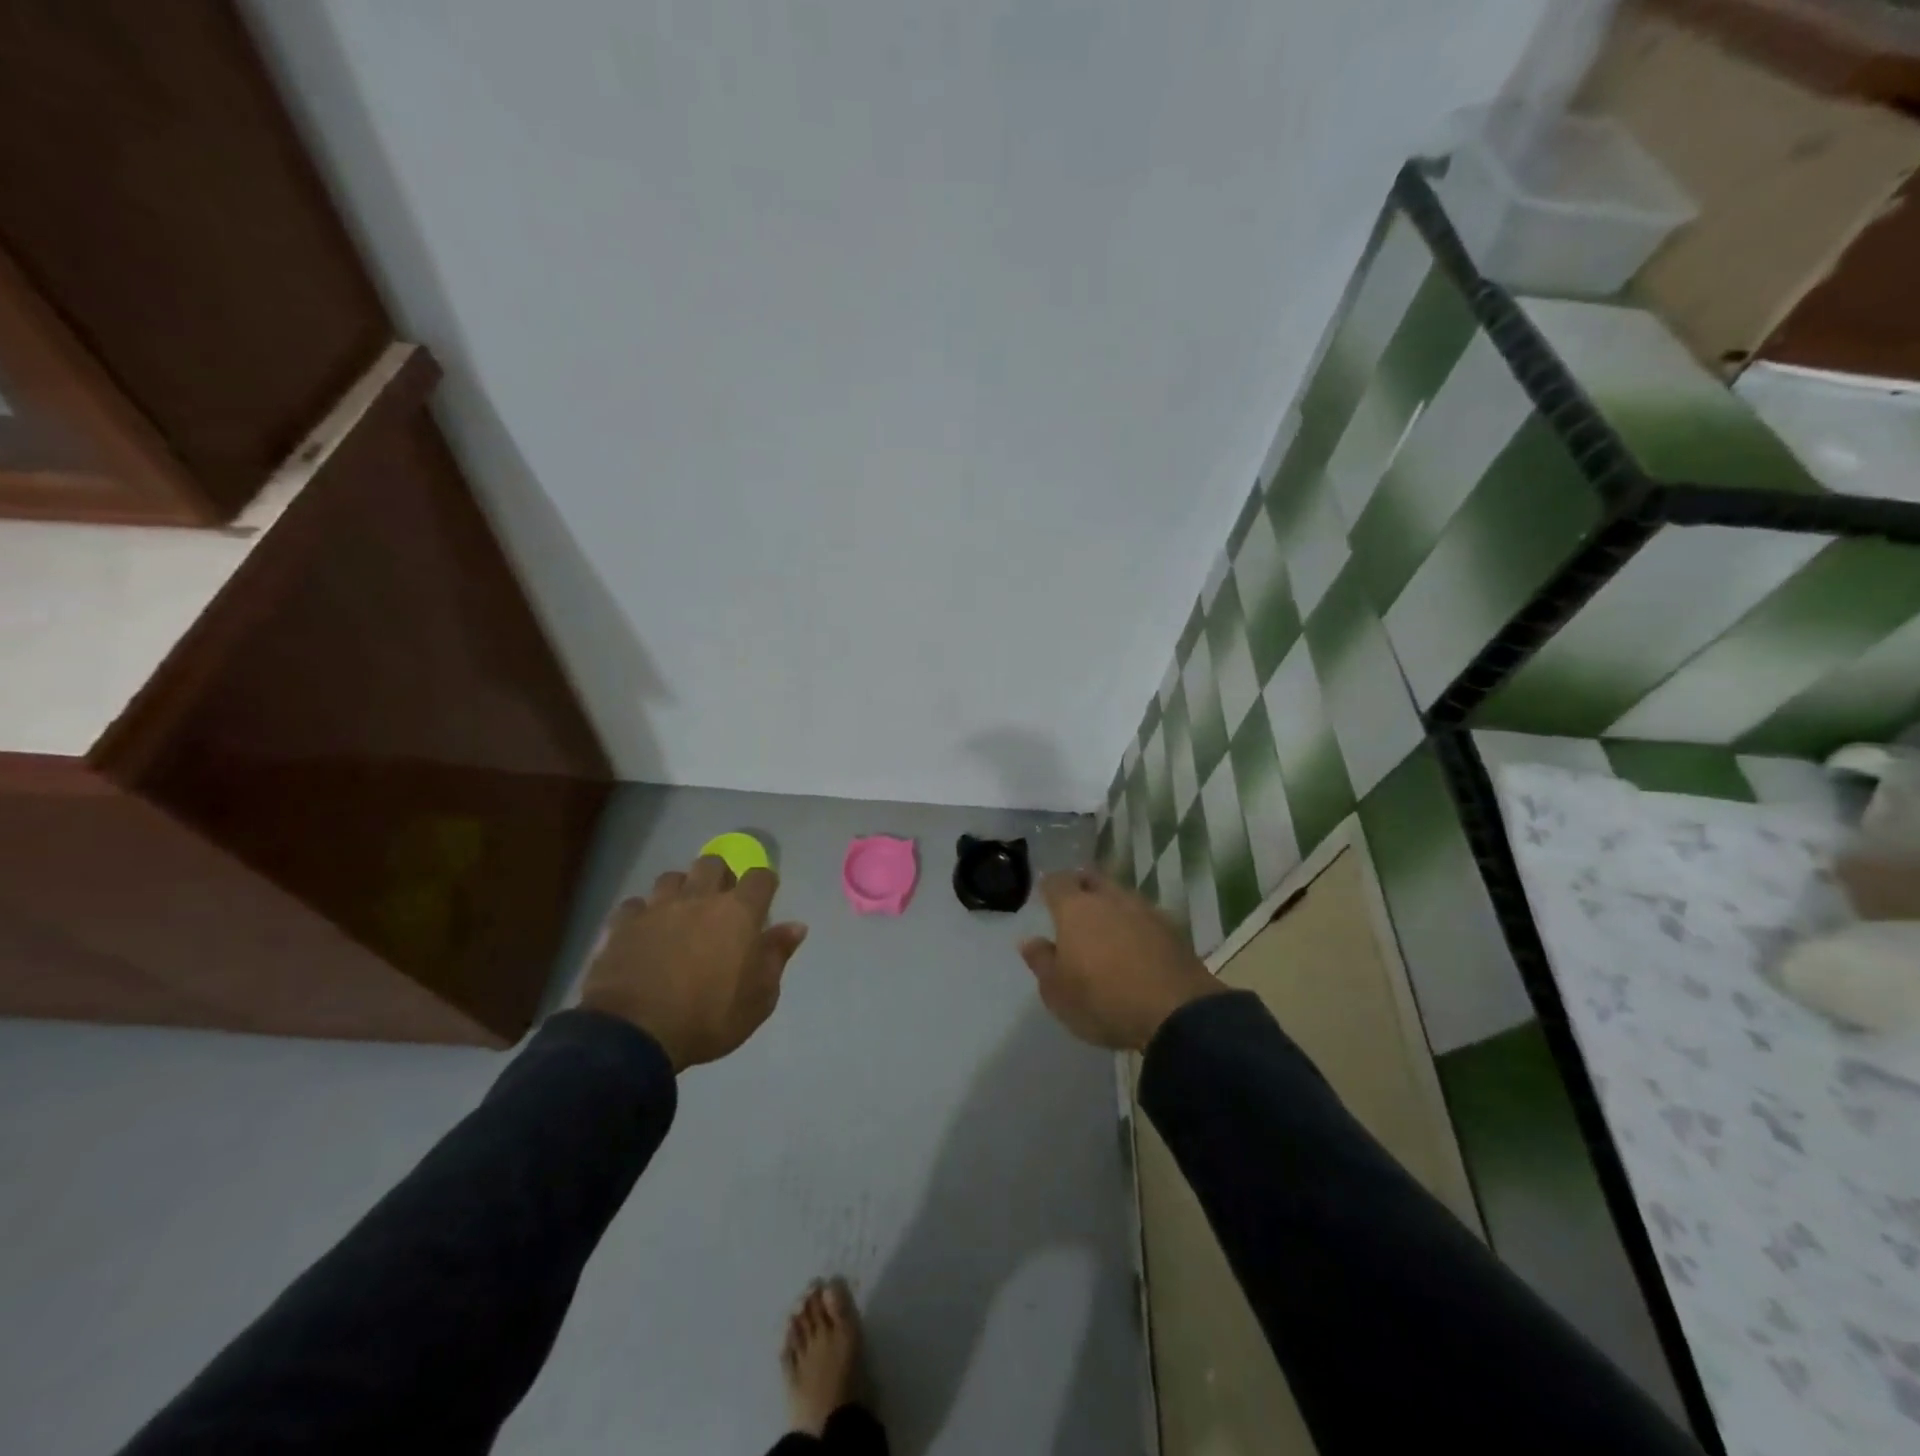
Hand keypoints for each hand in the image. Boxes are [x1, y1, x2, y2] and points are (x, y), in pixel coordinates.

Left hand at [580, 855, 807, 1071]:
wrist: (634, 1034)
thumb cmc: (708, 1018)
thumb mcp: (759, 999)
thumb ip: (776, 956)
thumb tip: (796, 926)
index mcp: (738, 913)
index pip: (761, 877)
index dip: (764, 885)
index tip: (763, 901)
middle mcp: (699, 898)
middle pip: (712, 863)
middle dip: (720, 875)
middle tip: (720, 902)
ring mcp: (657, 908)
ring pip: (671, 878)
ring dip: (679, 890)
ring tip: (680, 913)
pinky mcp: (622, 924)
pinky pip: (634, 906)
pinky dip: (641, 914)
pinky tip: (643, 932)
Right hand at [1019, 868, 1225, 1050]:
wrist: (1176, 1014)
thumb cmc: (1104, 1000)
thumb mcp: (1058, 992)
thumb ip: (1041, 961)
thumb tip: (1030, 941)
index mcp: (1076, 908)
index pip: (1057, 882)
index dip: (1049, 886)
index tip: (1045, 896)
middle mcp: (1110, 899)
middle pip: (1093, 879)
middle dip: (1082, 886)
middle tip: (1074, 904)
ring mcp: (1145, 910)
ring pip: (1121, 895)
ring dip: (1111, 905)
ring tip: (1105, 926)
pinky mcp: (1172, 929)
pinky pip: (1144, 916)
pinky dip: (1135, 924)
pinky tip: (1134, 943)